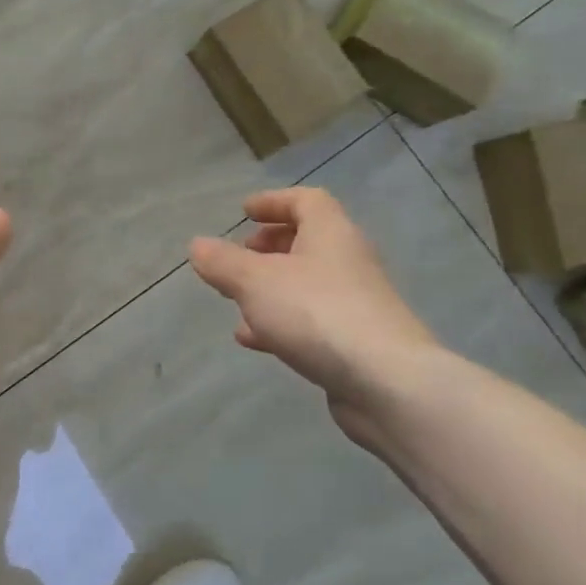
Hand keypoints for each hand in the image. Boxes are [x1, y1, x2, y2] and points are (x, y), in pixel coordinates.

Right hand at [189, 188, 442, 425]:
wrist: (387, 383)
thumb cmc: (316, 313)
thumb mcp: (254, 281)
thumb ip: (222, 262)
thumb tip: (198, 246)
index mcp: (330, 233)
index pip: (306, 201)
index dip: (273, 202)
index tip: (244, 213)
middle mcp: (348, 261)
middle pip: (308, 241)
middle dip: (269, 246)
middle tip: (239, 256)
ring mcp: (356, 303)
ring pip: (306, 283)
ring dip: (271, 287)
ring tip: (236, 300)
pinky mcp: (356, 342)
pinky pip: (311, 320)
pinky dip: (280, 321)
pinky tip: (252, 339)